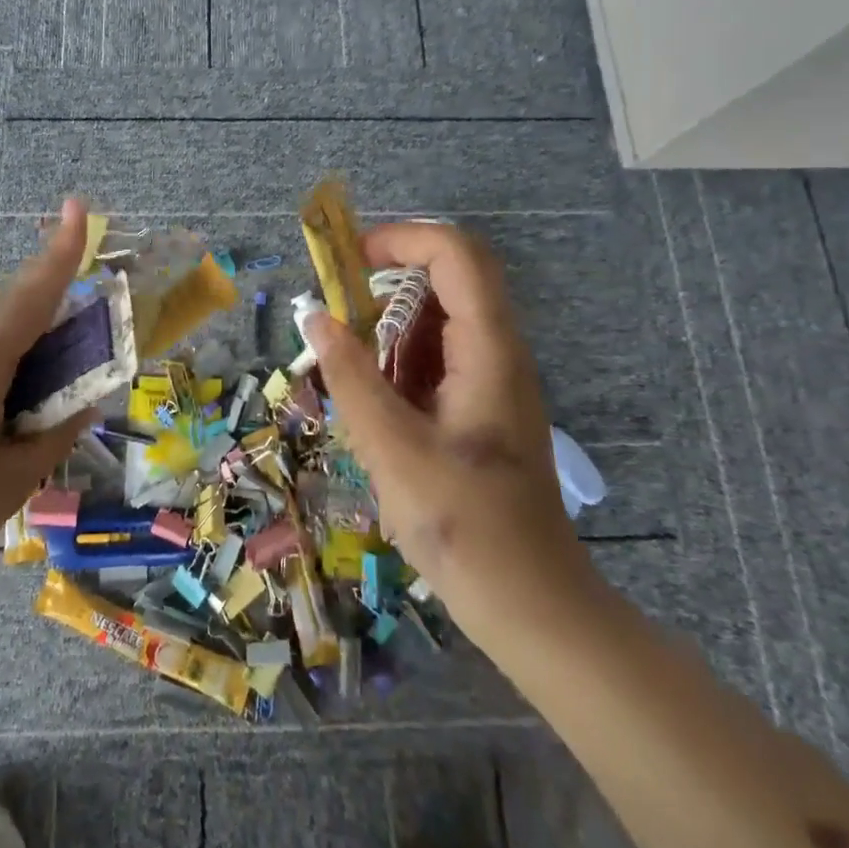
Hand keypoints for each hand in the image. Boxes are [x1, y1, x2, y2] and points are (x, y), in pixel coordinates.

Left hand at [0, 200, 97, 631]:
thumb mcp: (10, 483)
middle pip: (6, 322)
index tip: (76, 207)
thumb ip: (54, 434)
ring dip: (8, 367)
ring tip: (13, 429)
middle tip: (64, 382)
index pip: (31, 296)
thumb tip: (84, 404)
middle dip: (42, 336)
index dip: (59, 251)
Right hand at [303, 221, 594, 643]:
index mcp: (488, 349)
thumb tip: (315, 316)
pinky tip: (375, 405)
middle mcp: (498, 350)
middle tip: (339, 313)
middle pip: (449, 277)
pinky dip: (400, 362)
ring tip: (351, 371)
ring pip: (439, 318)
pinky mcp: (482, 405)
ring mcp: (493, 378)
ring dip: (390, 327)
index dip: (400, 239)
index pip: (454, 253)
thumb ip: (350, 375)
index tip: (348, 263)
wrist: (533, 608)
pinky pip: (438, 356)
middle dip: (388, 281)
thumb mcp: (392, 449)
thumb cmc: (465, 528)